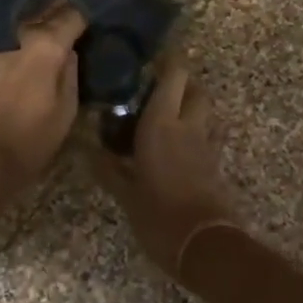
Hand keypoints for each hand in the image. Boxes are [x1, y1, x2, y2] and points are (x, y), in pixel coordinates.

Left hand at [0, 3, 86, 186]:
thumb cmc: (27, 142)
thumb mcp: (65, 113)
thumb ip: (70, 74)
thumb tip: (68, 50)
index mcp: (46, 46)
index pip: (71, 15)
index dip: (82, 13)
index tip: (87, 16)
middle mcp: (17, 33)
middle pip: (41, 8)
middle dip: (55, 5)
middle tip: (67, 8)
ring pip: (13, 13)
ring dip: (25, 10)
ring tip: (37, 11)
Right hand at [92, 51, 239, 279]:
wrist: (206, 246)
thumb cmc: (159, 214)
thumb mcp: (126, 194)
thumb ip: (108, 169)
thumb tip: (87, 150)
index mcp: (162, 123)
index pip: (173, 75)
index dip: (168, 60)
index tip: (152, 56)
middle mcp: (188, 126)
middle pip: (196, 89)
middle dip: (182, 81)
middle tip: (157, 86)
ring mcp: (206, 146)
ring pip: (205, 111)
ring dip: (191, 105)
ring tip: (167, 113)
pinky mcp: (215, 165)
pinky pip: (207, 135)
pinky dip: (196, 131)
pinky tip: (178, 145)